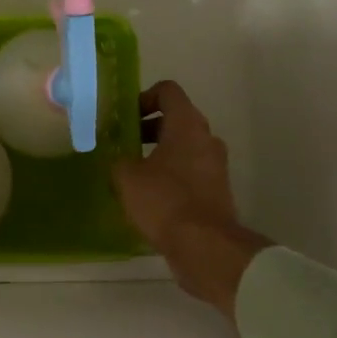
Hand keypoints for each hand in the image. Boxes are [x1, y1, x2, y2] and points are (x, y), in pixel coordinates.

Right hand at [112, 81, 269, 316]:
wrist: (205, 246)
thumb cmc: (164, 201)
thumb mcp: (127, 177)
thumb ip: (118, 159)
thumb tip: (118, 158)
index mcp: (187, 125)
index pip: (168, 91)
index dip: (143, 97)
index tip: (125, 117)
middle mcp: (206, 138)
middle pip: (176, 118)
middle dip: (148, 128)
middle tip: (123, 144)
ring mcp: (216, 165)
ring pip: (184, 146)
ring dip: (159, 152)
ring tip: (133, 172)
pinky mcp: (217, 190)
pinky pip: (191, 170)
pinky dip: (171, 174)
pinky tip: (150, 195)